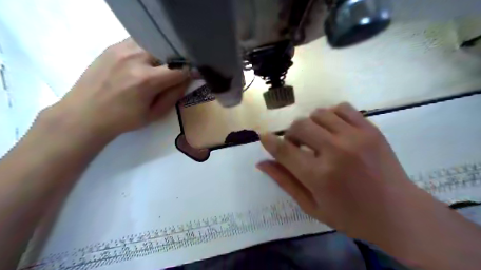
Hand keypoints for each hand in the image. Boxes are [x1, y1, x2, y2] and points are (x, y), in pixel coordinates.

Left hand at [48, 37, 189, 138]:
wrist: (85, 114)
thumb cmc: (123, 119)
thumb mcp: (155, 114)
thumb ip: (174, 95)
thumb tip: (187, 79)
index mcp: (147, 80)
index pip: (179, 68)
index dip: (190, 72)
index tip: (194, 74)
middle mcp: (135, 58)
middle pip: (167, 50)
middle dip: (176, 60)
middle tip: (176, 71)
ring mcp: (121, 49)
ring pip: (153, 42)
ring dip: (161, 53)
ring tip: (160, 65)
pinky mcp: (112, 46)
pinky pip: (138, 41)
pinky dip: (147, 49)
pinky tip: (144, 61)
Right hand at [258, 103, 421, 239]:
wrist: (400, 214)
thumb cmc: (351, 216)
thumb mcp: (312, 206)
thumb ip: (285, 182)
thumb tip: (261, 163)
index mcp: (319, 176)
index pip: (283, 150)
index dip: (269, 141)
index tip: (264, 137)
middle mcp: (335, 151)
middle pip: (299, 125)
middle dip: (291, 134)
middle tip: (297, 146)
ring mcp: (355, 137)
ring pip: (318, 113)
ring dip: (310, 124)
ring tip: (317, 138)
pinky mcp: (371, 129)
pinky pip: (341, 107)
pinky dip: (331, 115)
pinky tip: (334, 130)